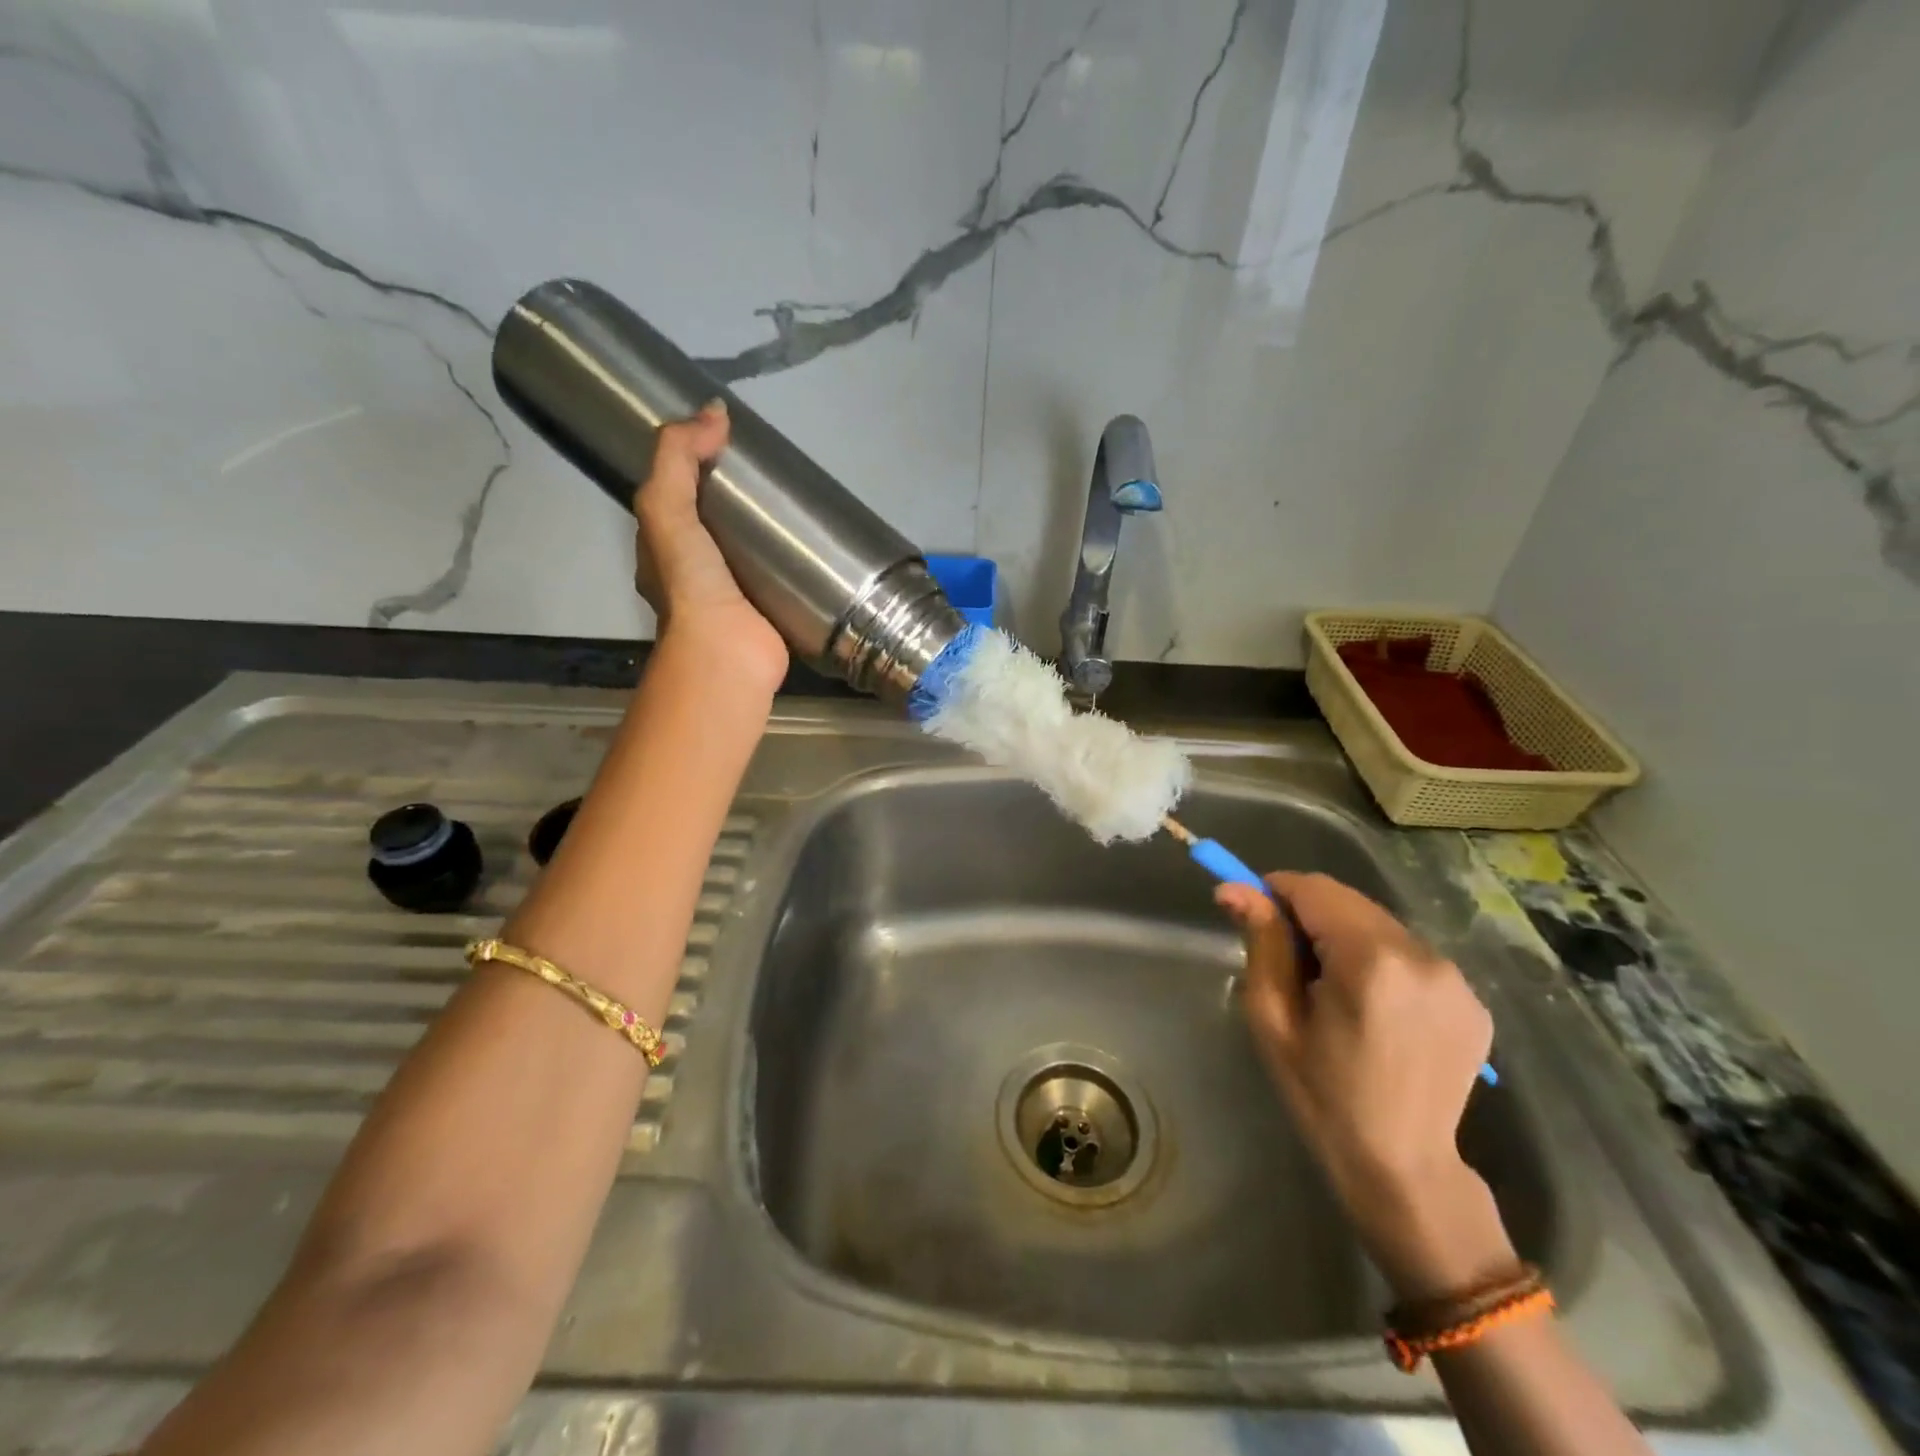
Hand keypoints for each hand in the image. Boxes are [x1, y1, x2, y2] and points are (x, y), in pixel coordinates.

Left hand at [633, 400, 787, 688]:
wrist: (727, 653)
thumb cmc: (692, 583)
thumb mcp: (667, 508)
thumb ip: (678, 458)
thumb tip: (715, 412)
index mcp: (661, 550)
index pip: (673, 498)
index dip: (691, 465)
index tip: (727, 441)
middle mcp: (692, 574)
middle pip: (712, 523)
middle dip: (735, 498)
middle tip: (772, 470)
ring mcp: (732, 597)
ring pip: (745, 551)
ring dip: (766, 530)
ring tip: (798, 500)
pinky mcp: (768, 613)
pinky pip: (777, 577)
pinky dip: (791, 560)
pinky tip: (814, 544)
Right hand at [1217, 872, 1513, 1298]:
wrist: (1403, 1167)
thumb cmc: (1322, 1094)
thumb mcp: (1273, 1018)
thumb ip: (1262, 943)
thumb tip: (1233, 889)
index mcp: (1371, 961)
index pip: (1315, 889)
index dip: (1276, 891)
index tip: (1253, 915)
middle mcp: (1423, 956)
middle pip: (1349, 902)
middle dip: (1310, 915)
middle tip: (1286, 960)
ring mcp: (1457, 978)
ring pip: (1380, 924)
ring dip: (1345, 937)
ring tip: (1329, 987)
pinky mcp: (1474, 998)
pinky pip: (1410, 953)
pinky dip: (1380, 961)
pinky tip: (1370, 1005)